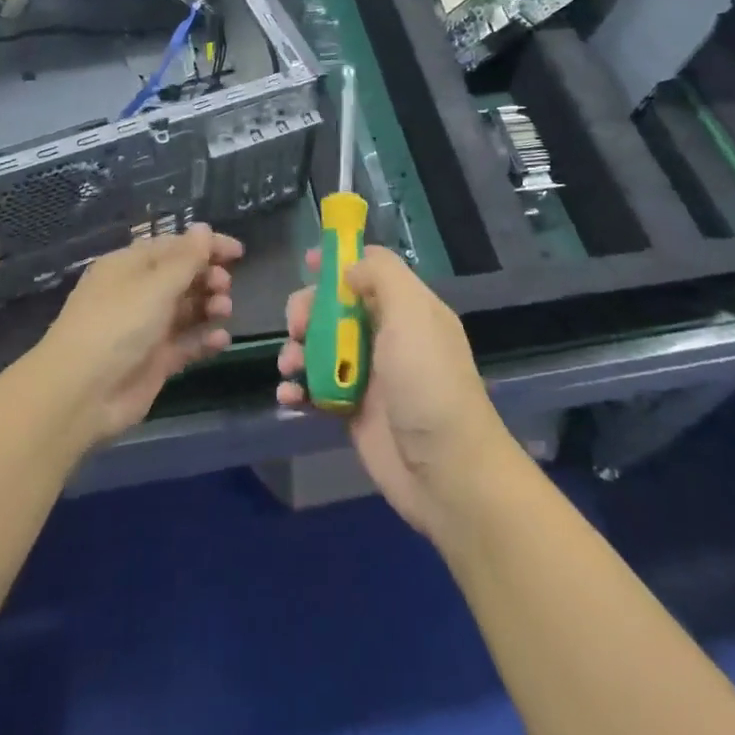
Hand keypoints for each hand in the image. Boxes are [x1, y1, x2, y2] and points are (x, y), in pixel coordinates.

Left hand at [35, 225, 241, 442]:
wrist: (80, 395)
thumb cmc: (116, 326)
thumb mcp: (154, 286)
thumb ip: (186, 259)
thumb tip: (203, 228)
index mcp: (129, 266)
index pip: (174, 246)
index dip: (206, 246)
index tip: (239, 252)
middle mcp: (137, 293)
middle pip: (181, 277)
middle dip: (208, 277)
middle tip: (225, 285)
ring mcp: (146, 329)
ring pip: (186, 309)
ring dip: (209, 306)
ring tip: (224, 310)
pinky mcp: (154, 361)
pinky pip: (186, 343)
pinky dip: (205, 339)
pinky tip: (222, 340)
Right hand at [276, 246, 516, 534]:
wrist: (446, 473)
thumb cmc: (428, 383)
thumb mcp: (412, 314)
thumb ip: (382, 276)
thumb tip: (349, 268)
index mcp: (407, 308)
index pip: (370, 270)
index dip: (339, 262)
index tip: (307, 263)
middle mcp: (387, 335)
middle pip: (336, 306)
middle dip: (308, 310)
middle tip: (297, 326)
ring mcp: (368, 374)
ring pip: (320, 346)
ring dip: (296, 350)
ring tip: (290, 367)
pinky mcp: (351, 410)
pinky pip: (315, 388)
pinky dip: (297, 388)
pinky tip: (289, 396)